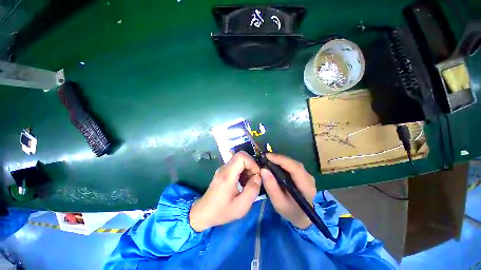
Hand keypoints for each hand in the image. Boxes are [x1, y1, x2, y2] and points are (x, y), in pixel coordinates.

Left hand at [189, 151, 261, 231]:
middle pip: (241, 156)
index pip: (241, 156)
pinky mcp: (223, 171)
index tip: (257, 175)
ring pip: (239, 160)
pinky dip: (243, 171)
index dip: (252, 163)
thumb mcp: (241, 206)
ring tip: (249, 182)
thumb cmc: (222, 211)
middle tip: (254, 179)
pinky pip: (236, 165)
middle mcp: (224, 168)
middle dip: (251, 165)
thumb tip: (258, 177)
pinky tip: (243, 183)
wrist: (204, 212)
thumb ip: (252, 190)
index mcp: (227, 175)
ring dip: (247, 168)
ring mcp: (222, 169)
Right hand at [261, 153, 316, 228]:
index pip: (295, 168)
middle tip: (265, 157)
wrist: (301, 216)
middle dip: (279, 158)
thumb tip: (263, 169)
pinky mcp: (303, 174)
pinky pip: (292, 165)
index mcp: (306, 187)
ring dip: (280, 160)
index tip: (267, 156)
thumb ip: (271, 187)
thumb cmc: (290, 211)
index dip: (281, 160)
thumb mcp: (278, 203)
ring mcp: (307, 175)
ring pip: (293, 163)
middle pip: (294, 164)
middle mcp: (309, 179)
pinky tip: (275, 164)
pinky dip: (282, 163)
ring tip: (268, 159)